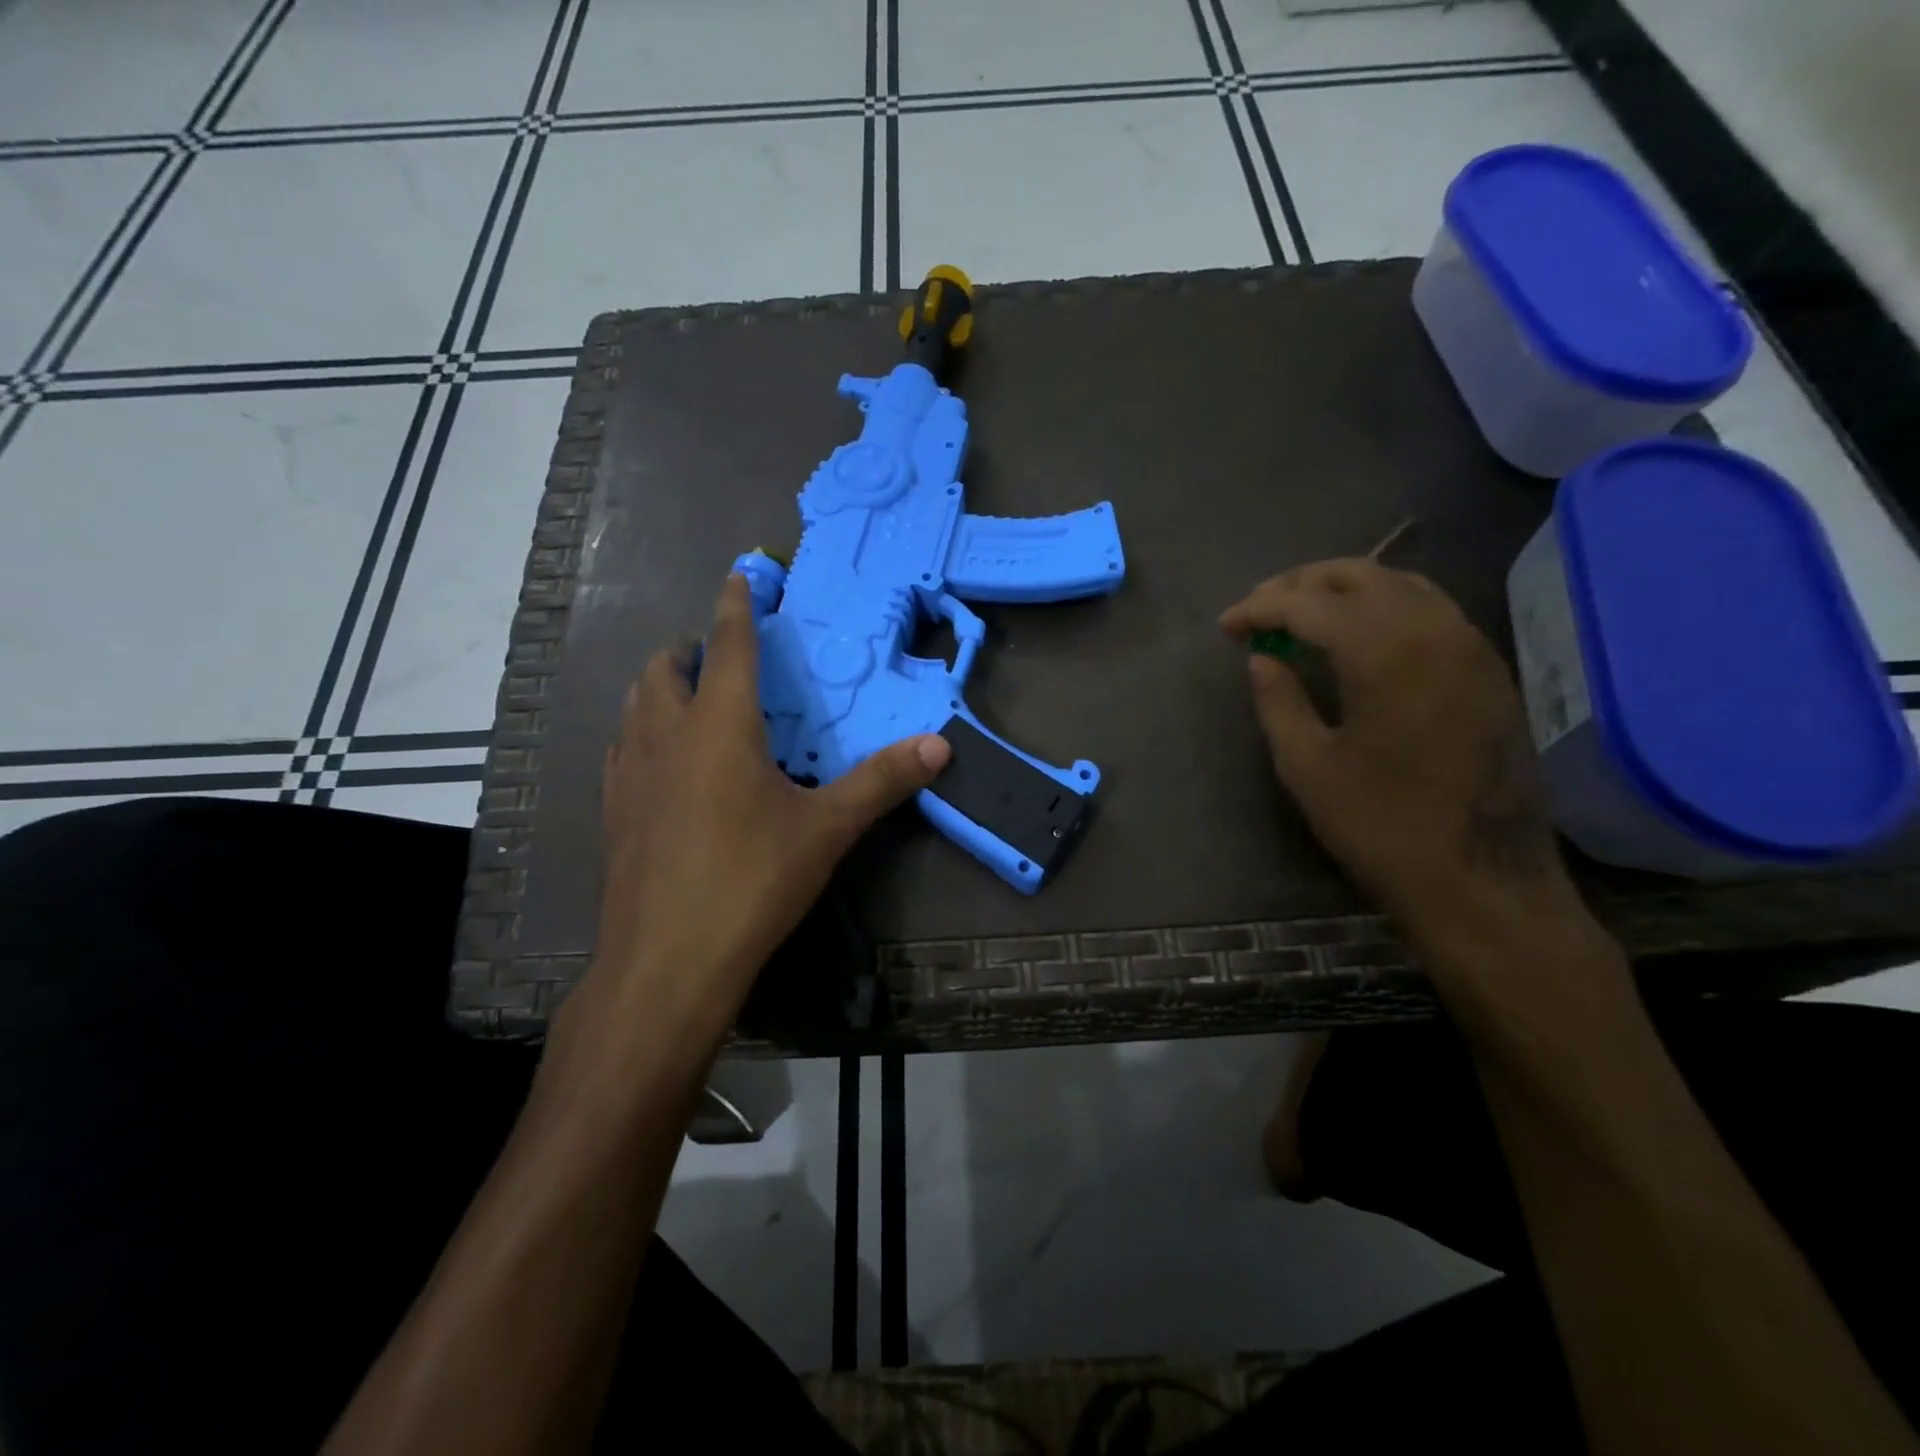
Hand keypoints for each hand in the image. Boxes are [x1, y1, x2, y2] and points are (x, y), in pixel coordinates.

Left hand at [584, 574, 950, 1030]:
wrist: (667, 962)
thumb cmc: (751, 882)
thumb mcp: (826, 829)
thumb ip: (882, 781)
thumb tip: (940, 746)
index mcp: (718, 725)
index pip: (727, 644)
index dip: (737, 605)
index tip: (741, 575)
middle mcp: (665, 735)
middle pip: (665, 668)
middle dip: (692, 650)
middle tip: (724, 662)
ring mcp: (628, 773)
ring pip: (636, 705)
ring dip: (663, 689)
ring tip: (694, 704)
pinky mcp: (612, 811)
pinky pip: (623, 748)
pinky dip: (644, 734)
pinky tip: (667, 767)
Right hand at [1221, 559, 1576, 939]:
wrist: (1480, 876)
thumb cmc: (1380, 824)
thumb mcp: (1306, 765)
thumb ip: (1278, 700)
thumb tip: (1262, 659)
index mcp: (1383, 652)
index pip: (1309, 605)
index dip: (1261, 609)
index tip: (1227, 626)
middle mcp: (1433, 630)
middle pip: (1358, 576)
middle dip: (1299, 584)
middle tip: (1259, 609)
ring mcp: (1470, 645)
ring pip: (1400, 584)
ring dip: (1344, 588)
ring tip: (1303, 612)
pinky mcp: (1488, 668)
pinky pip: (1431, 608)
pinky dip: (1384, 604)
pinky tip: (1360, 633)